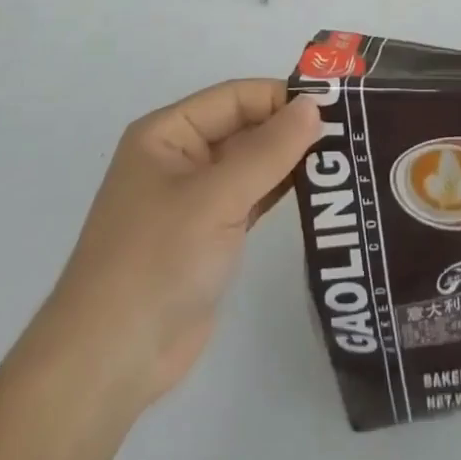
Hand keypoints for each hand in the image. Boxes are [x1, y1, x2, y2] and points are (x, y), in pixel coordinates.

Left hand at [21, 79, 320, 416]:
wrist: (110, 361)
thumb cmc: (157, 260)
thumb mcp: (216, 197)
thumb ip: (269, 150)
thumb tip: (314, 105)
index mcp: (167, 133)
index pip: (234, 97)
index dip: (281, 97)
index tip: (336, 106)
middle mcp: (180, 157)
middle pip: (244, 127)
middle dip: (290, 128)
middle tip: (350, 133)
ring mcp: (194, 198)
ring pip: (250, 163)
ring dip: (290, 160)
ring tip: (344, 157)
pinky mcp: (209, 235)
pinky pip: (250, 197)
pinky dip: (280, 191)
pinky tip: (317, 189)